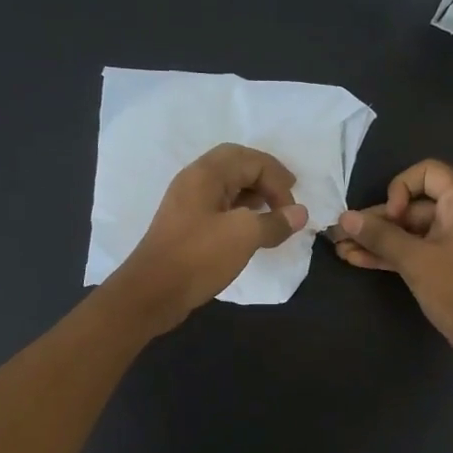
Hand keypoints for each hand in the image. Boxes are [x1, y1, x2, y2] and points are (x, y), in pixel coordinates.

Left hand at [109, 143, 308, 332]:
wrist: (152, 293)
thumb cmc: (198, 257)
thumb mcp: (243, 237)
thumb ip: (274, 222)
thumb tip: (300, 214)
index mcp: (206, 174)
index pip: (252, 160)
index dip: (278, 181)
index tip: (291, 211)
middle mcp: (194, 180)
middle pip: (237, 164)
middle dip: (266, 177)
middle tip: (287, 195)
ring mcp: (187, 203)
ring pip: (227, 185)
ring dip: (253, 194)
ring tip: (273, 213)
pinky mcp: (186, 225)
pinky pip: (219, 205)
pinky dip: (240, 210)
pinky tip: (251, 229)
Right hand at [331, 159, 452, 368]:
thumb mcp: (416, 261)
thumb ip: (380, 237)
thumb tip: (344, 219)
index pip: (427, 172)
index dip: (401, 189)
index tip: (392, 217)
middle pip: (411, 205)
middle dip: (376, 220)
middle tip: (341, 234)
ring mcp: (452, 241)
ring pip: (408, 231)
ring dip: (376, 240)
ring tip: (340, 249)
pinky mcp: (444, 264)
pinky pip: (413, 250)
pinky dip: (389, 254)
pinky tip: (356, 260)